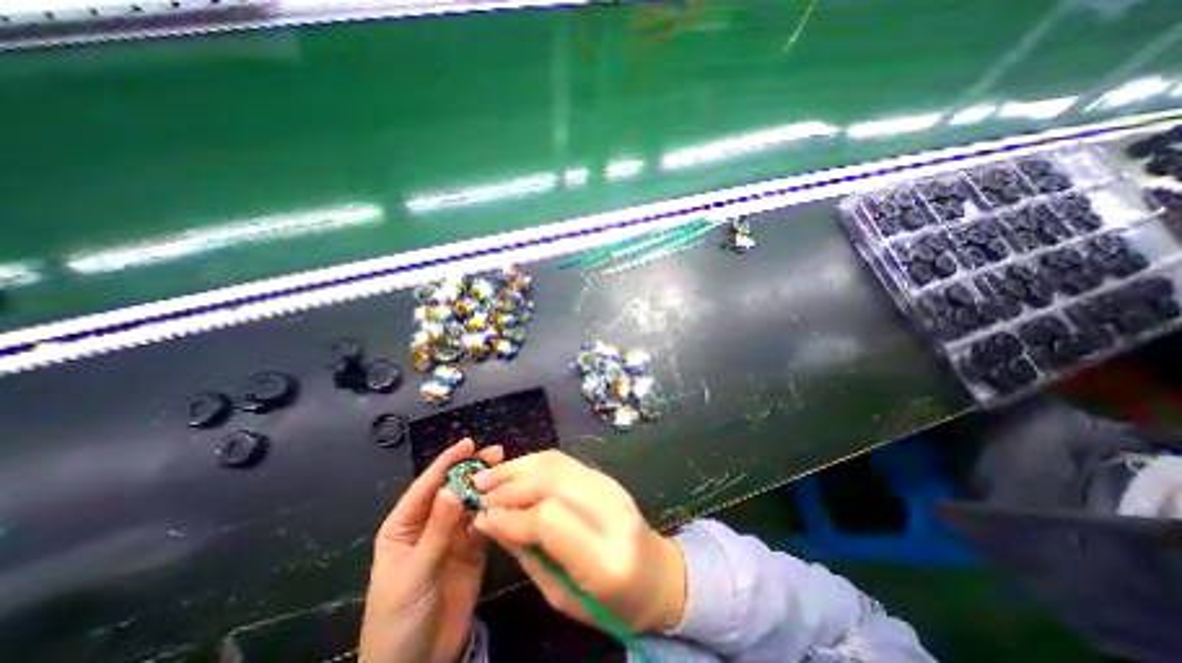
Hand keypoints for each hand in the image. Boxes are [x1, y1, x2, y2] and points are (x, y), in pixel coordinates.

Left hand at [356, 440, 502, 661]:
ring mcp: (453, 537)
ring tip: (507, 470)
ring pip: (471, 504)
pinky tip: (507, 502)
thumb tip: (452, 489)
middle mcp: (430, 525)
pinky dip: (495, 512)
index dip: (447, 463)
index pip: (427, 487)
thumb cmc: (398, 618)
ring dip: (487, 488)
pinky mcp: (472, 549)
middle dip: (472, 471)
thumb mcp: (415, 572)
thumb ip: (437, 531)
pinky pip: (484, 524)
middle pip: (453, 490)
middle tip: (496, 453)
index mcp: (404, 526)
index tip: (469, 444)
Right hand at [472, 450, 689, 630]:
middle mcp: (611, 511)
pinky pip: (564, 461)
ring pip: (556, 463)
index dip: (512, 515)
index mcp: (605, 558)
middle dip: (509, 484)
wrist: (656, 574)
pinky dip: (535, 462)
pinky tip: (515, 470)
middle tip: (477, 490)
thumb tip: (491, 521)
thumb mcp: (562, 596)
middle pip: (551, 481)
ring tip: (489, 475)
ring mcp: (612, 486)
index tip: (484, 516)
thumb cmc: (610, 602)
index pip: (549, 518)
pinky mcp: (606, 476)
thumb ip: (527, 554)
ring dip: (518, 466)